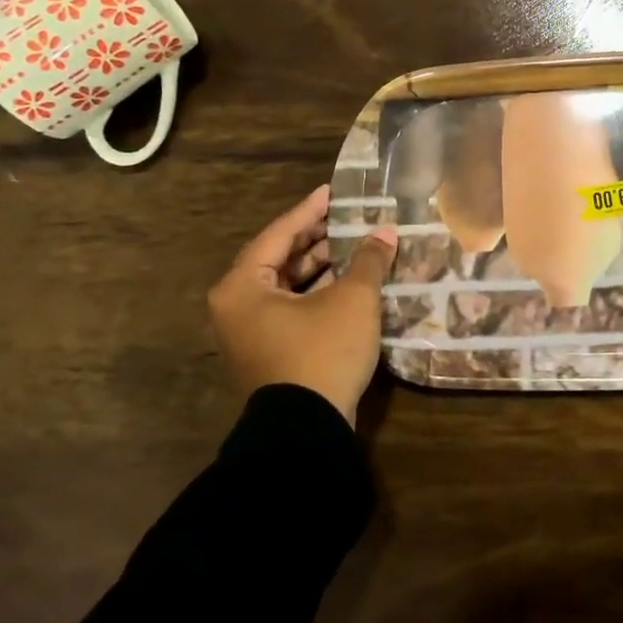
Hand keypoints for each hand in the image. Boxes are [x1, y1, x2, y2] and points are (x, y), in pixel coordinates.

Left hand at [207, 185, 397, 425]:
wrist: (306, 431)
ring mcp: (249, 333)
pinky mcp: (268, 353)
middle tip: (348, 219)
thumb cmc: (322, 352)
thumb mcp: (352, 300)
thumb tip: (386, 233)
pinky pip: (291, 309)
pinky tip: (348, 284)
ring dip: (320, 267)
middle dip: (316, 239)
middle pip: (279, 259)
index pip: (279, 234)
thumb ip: (369, 260)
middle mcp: (236, 306)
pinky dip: (317, 293)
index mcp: (242, 286)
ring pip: (286, 286)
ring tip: (355, 249)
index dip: (310, 211)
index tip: (332, 192)